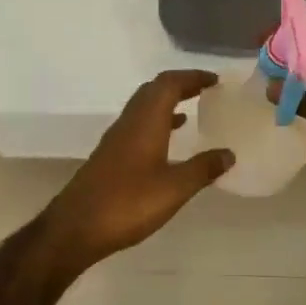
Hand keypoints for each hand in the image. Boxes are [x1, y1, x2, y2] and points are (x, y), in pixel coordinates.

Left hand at [42, 71, 234, 266]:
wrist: (76, 227)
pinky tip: (167, 142)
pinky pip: (137, 126)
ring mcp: (116, 139)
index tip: (215, 80)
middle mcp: (129, 122)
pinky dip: (156, 123)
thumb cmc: (128, 203)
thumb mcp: (174, 189)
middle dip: (180, 86)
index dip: (192, 77)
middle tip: (205, 91)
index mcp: (145, 121)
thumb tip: (229, 153)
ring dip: (167, 103)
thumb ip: (203, 169)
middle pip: (154, 90)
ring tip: (191, 111)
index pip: (169, 84)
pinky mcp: (110, 155)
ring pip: (143, 107)